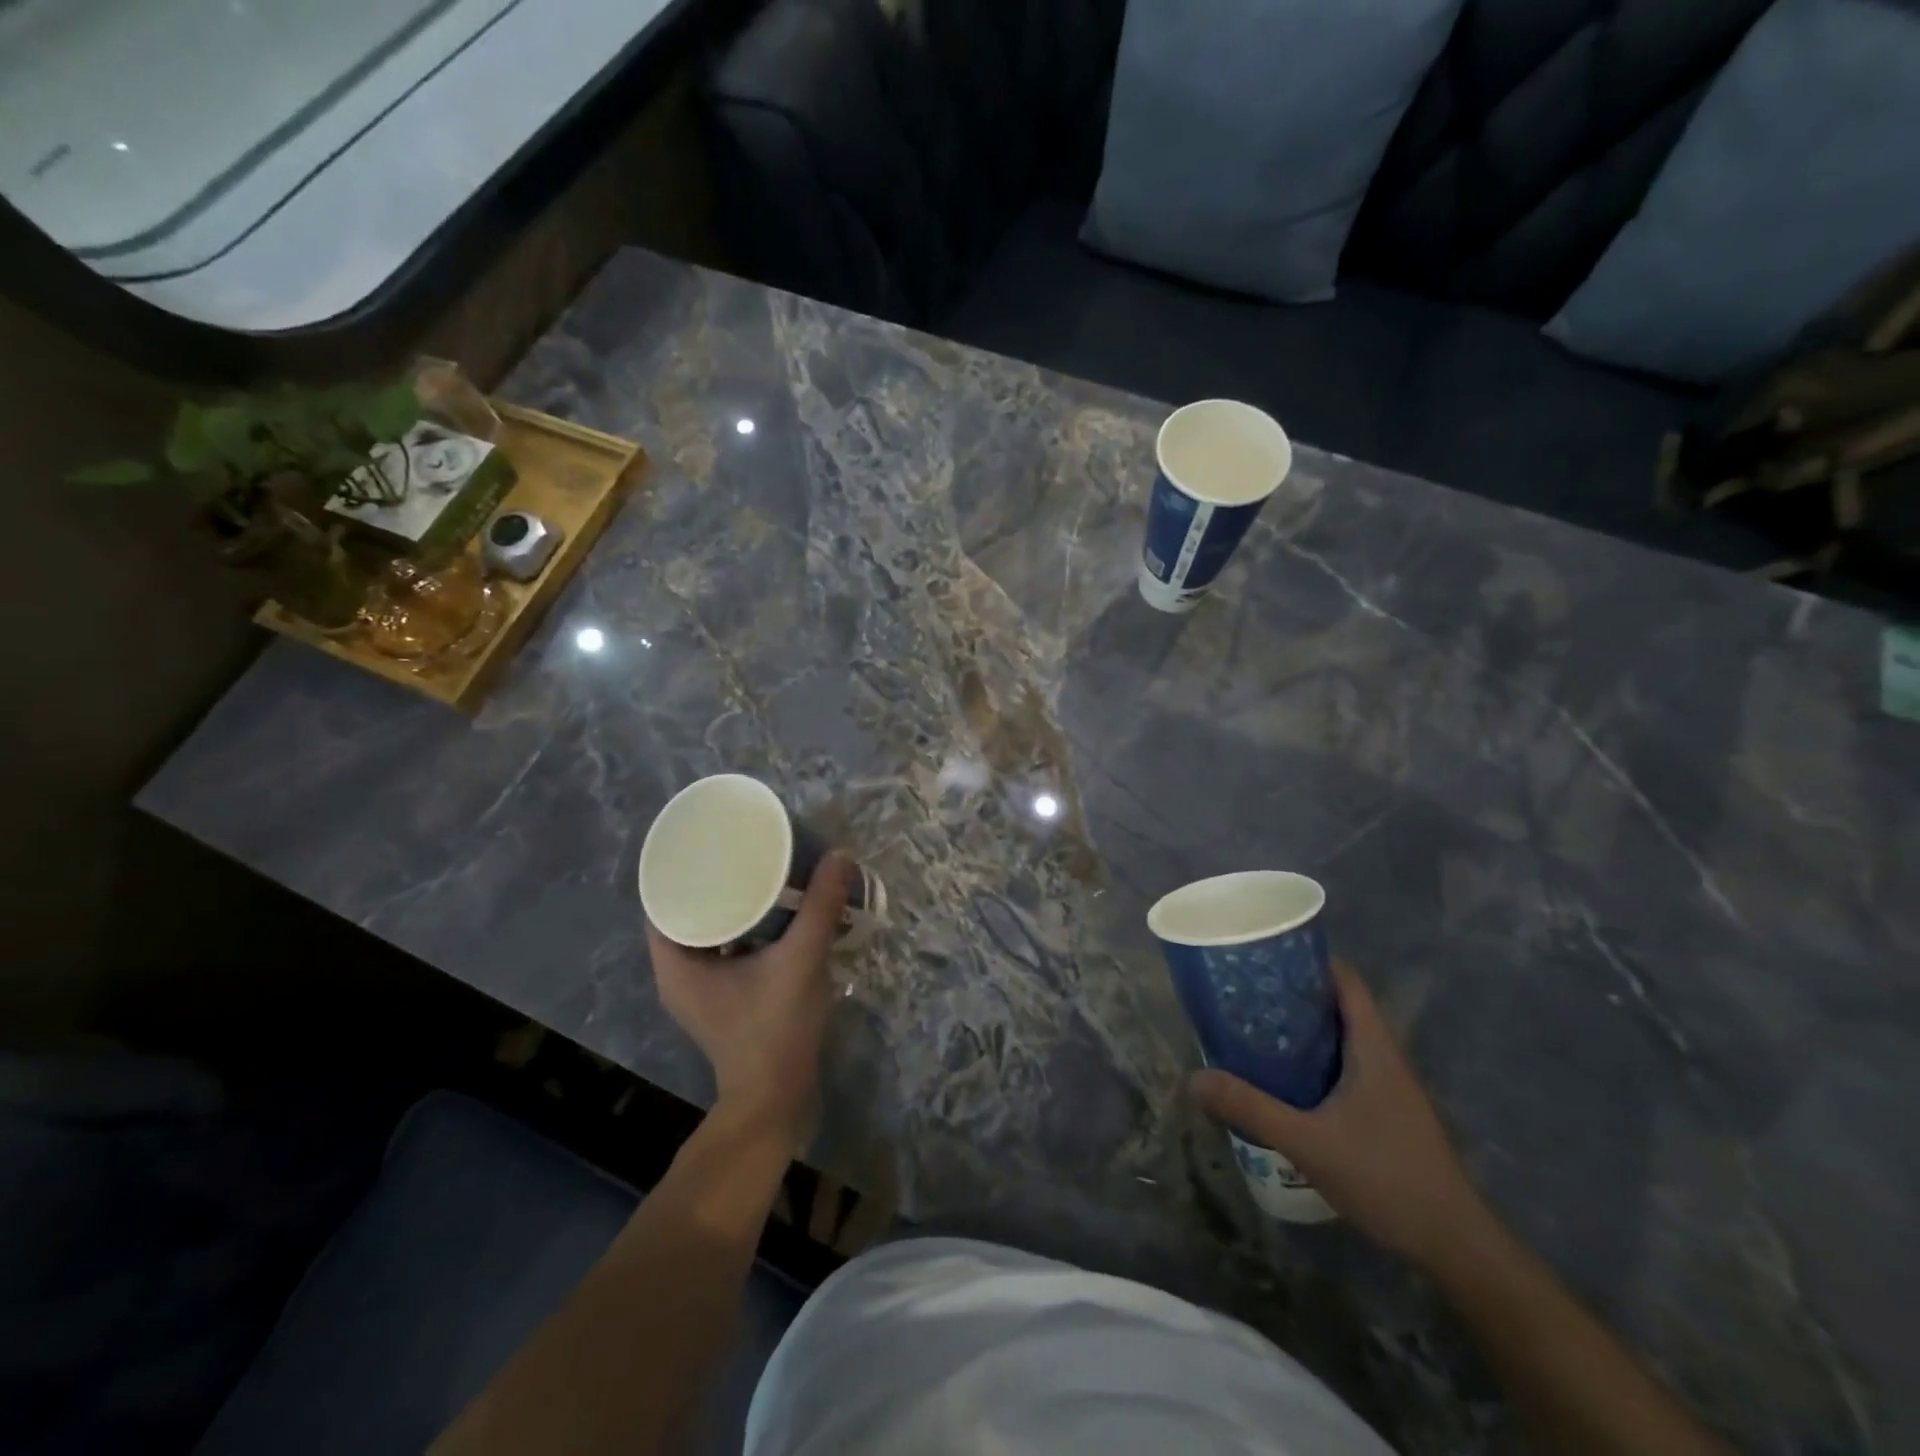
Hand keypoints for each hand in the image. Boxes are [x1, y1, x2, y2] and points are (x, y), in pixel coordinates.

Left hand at [647, 853, 851, 1145]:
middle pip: (688, 911)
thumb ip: (820, 906)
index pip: (663, 899)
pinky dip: (744, 928)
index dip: (683, 867)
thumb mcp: (800, 959)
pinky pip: (725, 949)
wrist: (777, 1099)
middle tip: (746, 851)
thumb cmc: (775, 1029)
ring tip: (763, 873)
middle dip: (716, 880)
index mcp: (676, 963)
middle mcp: (678, 974)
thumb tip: (840, 854)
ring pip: (709, 931)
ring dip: (733, 904)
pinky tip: (774, 913)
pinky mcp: (722, 1000)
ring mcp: (700, 990)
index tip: (713, 841)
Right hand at [1190, 960, 1487, 1271]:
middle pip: (1337, 1005)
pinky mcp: (1385, 1112)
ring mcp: (1388, 1086)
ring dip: (1301, 1030)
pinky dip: (1312, 1060)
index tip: (1263, 957)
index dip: (1307, 960)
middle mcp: (1383, 1056)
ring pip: (1339, 1038)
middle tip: (1244, 994)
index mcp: (1373, 1046)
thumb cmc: (1386, 1178)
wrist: (1454, 1246)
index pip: (1344, 980)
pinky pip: (1343, 1067)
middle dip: (1292, 995)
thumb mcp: (1308, 1142)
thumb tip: (1194, 1078)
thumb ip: (1251, 1108)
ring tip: (1253, 1029)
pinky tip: (1283, 1079)